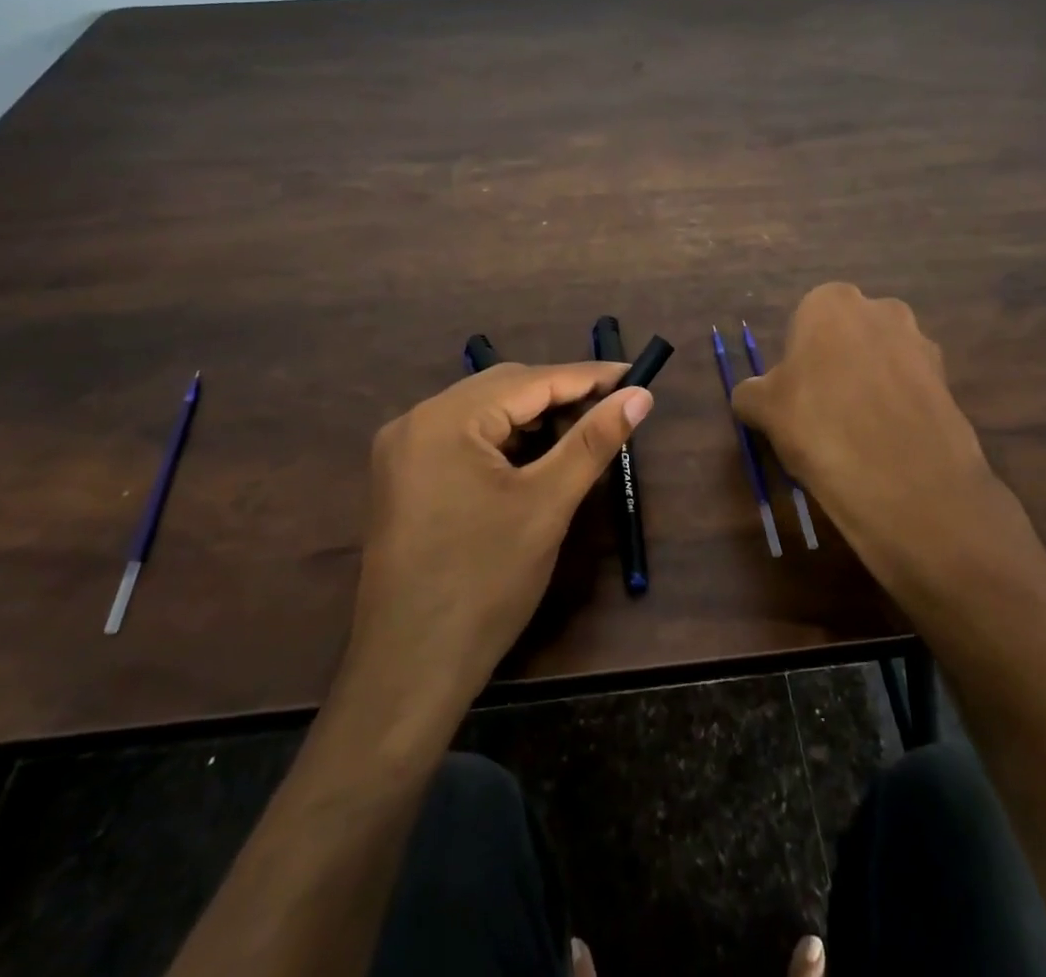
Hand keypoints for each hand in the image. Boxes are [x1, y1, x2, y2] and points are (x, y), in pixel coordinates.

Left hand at [342, 362, 651, 718]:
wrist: (410, 671)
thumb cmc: (484, 583)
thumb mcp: (548, 505)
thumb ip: (594, 441)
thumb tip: (641, 396)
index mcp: (445, 419)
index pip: (530, 381)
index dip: (588, 376)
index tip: (636, 375)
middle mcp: (416, 420)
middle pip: (503, 389)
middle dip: (561, 395)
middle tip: (614, 406)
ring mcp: (404, 450)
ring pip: (484, 413)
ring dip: (534, 418)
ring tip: (583, 431)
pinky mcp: (405, 477)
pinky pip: (465, 439)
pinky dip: (506, 440)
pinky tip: (537, 457)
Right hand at [731, 283, 1045, 614]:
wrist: (906, 482)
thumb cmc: (820, 427)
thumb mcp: (763, 410)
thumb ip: (752, 392)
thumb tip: (753, 395)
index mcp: (831, 302)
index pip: (804, 322)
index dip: (797, 361)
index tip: (795, 396)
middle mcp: (880, 309)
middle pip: (848, 336)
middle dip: (837, 364)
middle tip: (822, 412)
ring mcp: (921, 343)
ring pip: (882, 360)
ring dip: (869, 385)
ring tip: (857, 434)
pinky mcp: (948, 381)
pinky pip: (909, 388)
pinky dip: (897, 408)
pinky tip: (887, 444)